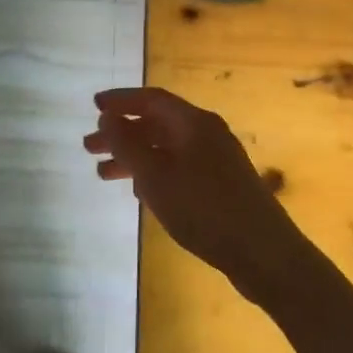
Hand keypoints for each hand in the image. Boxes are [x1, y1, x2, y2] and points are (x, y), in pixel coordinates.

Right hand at [84, 87, 303, 282]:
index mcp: (194, 123)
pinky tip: (140, 192)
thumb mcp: (155, 175)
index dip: (121, 100)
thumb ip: (127, 144)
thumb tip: (107, 116)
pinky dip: (154, 173)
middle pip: (157, 124)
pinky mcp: (222, 186)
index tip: (93, 106)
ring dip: (135, 157)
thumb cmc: (204, 208)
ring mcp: (217, 160)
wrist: (263, 252)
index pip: (152, 100)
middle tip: (89, 147)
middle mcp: (207, 134)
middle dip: (122, 133)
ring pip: (166, 149)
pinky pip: (179, 168)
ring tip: (104, 175)